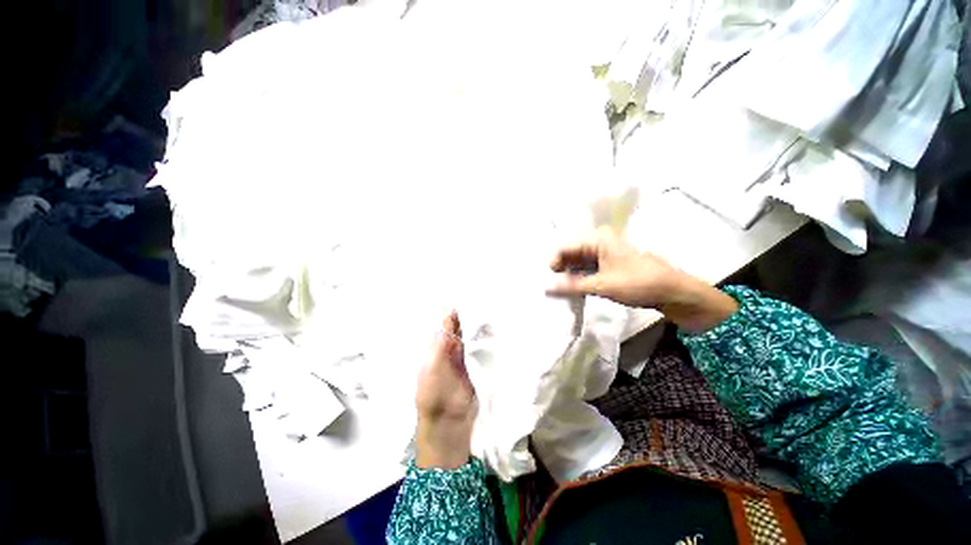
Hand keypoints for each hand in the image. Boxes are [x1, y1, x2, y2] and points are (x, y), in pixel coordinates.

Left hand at [414, 311, 476, 468]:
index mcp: (436, 349)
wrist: (447, 422)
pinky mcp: (476, 367)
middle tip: (481, 301)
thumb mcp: (432, 365)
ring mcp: (464, 359)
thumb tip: (448, 316)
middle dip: (467, 318)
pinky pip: (479, 350)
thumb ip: (441, 342)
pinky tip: (493, 331)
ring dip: (477, 328)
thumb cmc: (433, 392)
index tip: (466, 299)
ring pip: (470, 338)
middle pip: (459, 330)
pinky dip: (484, 341)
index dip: (453, 314)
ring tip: (489, 311)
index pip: (445, 327)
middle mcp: (450, 351)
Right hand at [547, 228, 738, 333]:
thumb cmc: (639, 283)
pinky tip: (574, 291)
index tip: (549, 280)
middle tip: (553, 289)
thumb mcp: (603, 285)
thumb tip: (546, 288)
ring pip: (578, 264)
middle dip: (561, 271)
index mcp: (598, 240)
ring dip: (570, 277)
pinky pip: (587, 271)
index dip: (554, 263)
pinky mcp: (608, 266)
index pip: (566, 247)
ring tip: (562, 292)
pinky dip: (579, 280)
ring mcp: (604, 255)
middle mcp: (599, 243)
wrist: (674, 293)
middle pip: (571, 255)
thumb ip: (572, 286)